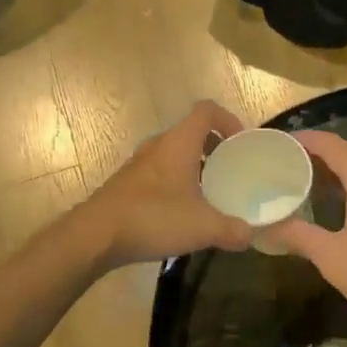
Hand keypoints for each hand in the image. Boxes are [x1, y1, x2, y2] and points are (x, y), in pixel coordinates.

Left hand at [85, 101, 255, 266]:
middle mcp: (158, 145)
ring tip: (210, 194)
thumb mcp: (202, 227)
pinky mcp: (127, 184)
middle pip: (191, 132)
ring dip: (194, 167)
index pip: (206, 110)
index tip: (241, 143)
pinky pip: (159, 173)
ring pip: (174, 154)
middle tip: (231, 171)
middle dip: (214, 148)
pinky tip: (182, 213)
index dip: (228, 120)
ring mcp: (139, 164)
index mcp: (179, 143)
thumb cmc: (153, 218)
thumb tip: (251, 235)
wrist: (96, 235)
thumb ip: (232, 230)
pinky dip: (176, 183)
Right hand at [262, 132, 346, 343]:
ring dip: (331, 174)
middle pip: (346, 153)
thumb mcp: (332, 256)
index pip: (329, 144)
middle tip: (280, 166)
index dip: (301, 140)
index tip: (274, 144)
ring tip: (298, 183)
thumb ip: (297, 235)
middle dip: (313, 157)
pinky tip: (331, 207)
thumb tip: (264, 227)